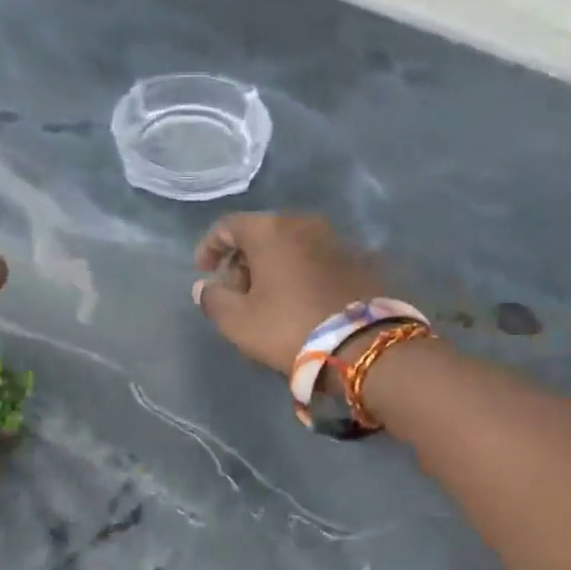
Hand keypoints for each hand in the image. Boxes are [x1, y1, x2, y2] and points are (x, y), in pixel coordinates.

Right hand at [193, 212, 386, 372]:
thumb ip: (214, 299)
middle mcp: (305, 223)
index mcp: (270, 230)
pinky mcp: (364, 260)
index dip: (210, 247)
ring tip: (271, 299)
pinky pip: (321, 260)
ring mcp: (339, 239)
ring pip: (295, 245)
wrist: (365, 345)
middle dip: (245, 259)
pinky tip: (304, 300)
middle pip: (263, 233)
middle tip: (238, 292)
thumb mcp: (238, 321)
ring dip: (277, 266)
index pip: (228, 226)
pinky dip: (305, 273)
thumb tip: (206, 286)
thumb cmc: (289, 328)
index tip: (205, 272)